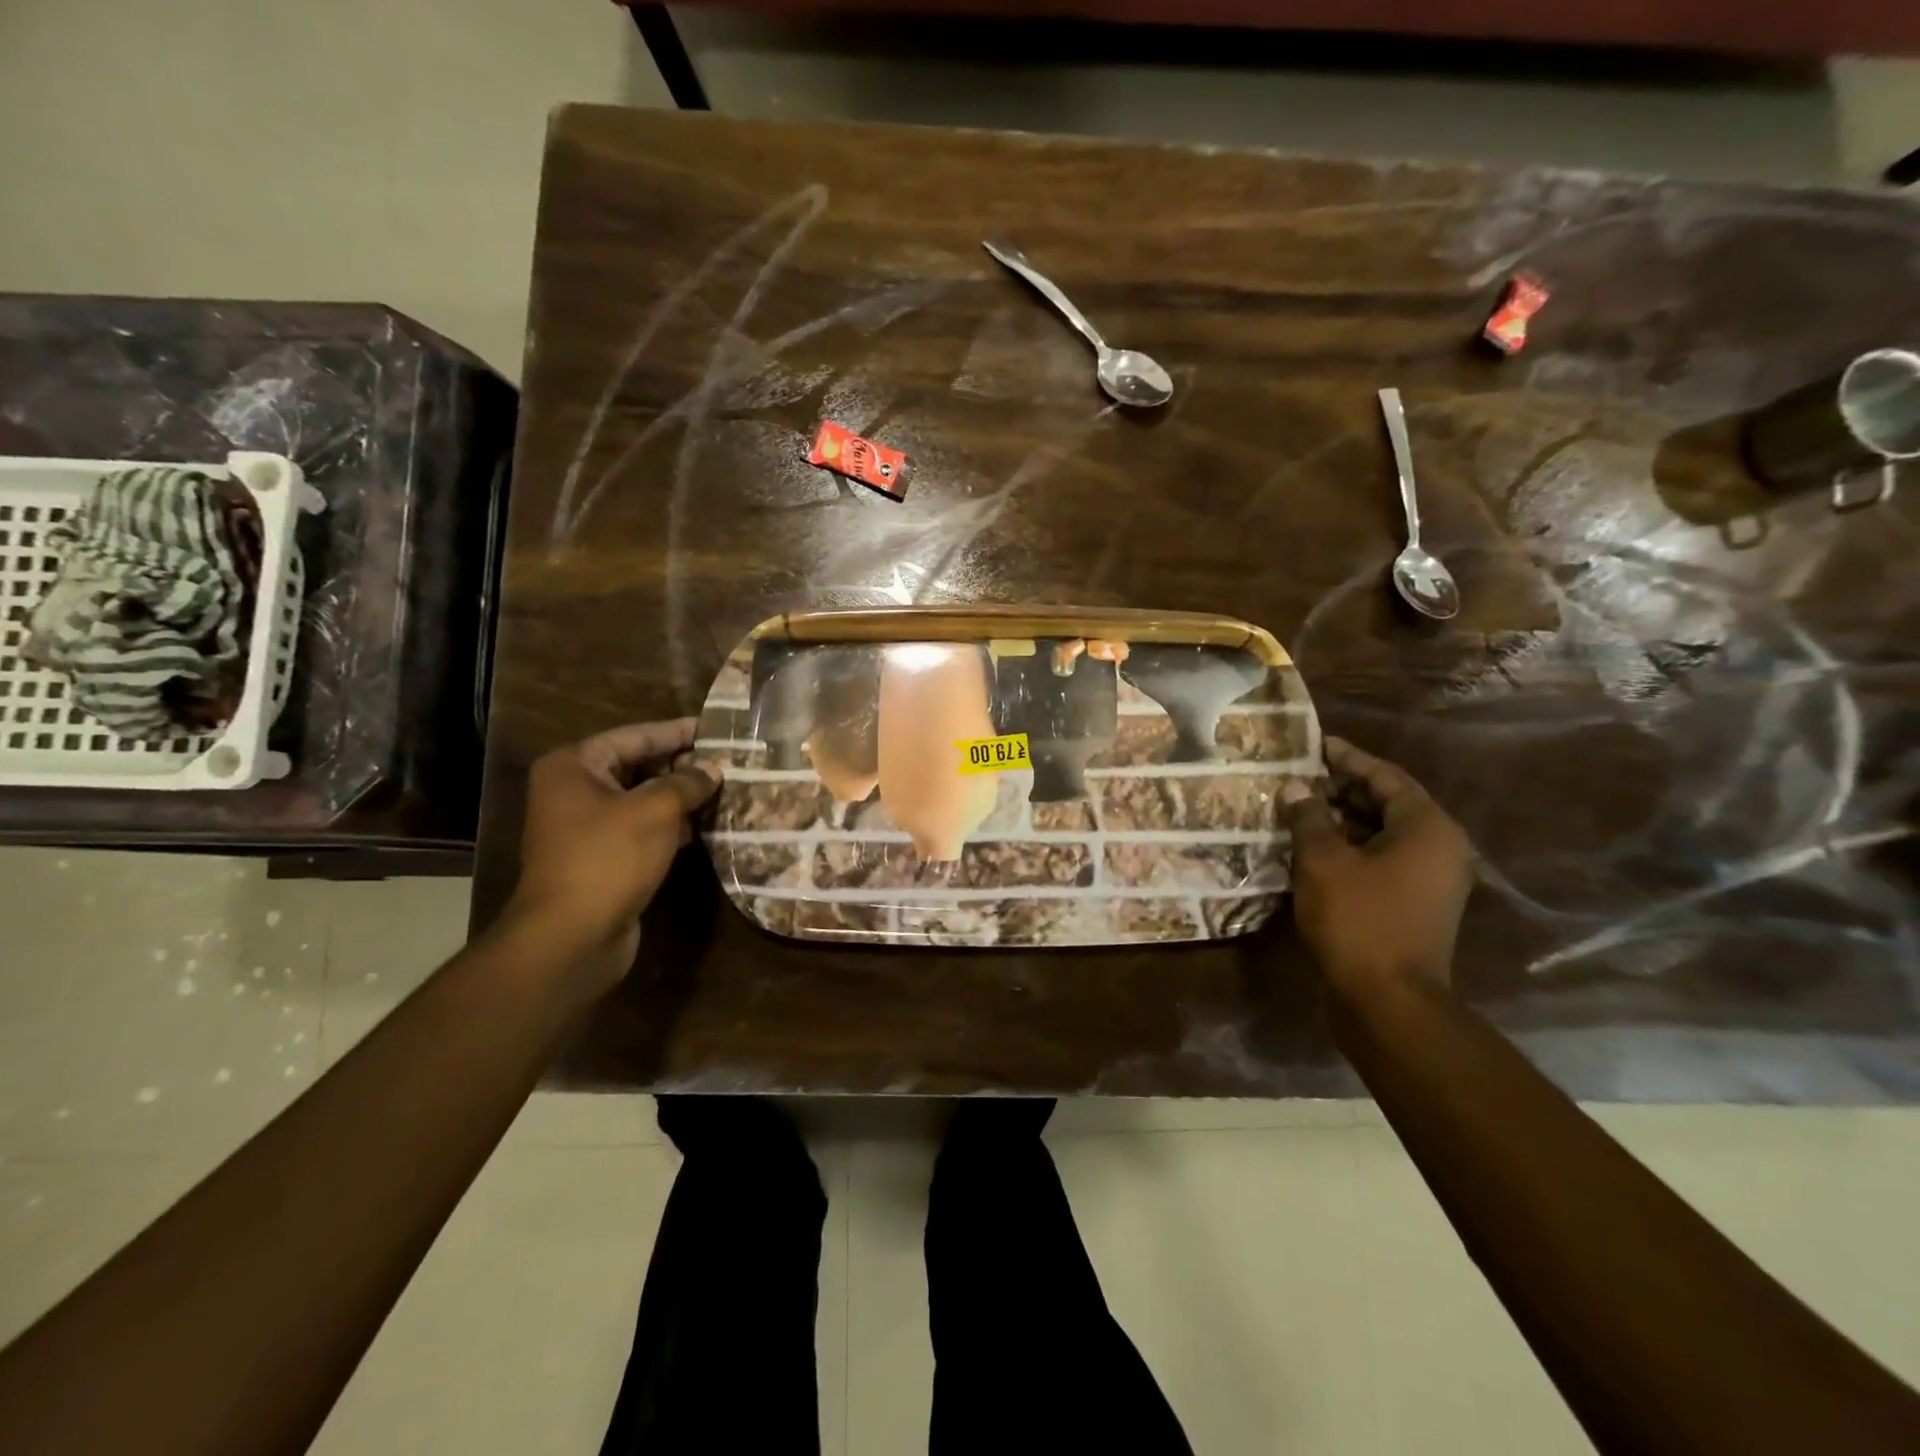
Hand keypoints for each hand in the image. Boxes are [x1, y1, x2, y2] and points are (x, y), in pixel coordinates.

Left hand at [505, 719, 719, 988]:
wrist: (572, 936)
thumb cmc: (609, 858)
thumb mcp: (656, 810)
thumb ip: (688, 782)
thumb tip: (713, 768)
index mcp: (575, 766)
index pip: (636, 736)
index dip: (678, 731)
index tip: (717, 727)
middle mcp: (574, 790)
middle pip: (637, 765)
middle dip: (682, 765)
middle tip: (727, 761)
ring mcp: (585, 826)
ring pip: (642, 799)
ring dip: (680, 796)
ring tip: (724, 790)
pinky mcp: (602, 857)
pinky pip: (641, 828)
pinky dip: (670, 825)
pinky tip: (703, 826)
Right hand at [1282, 736, 1472, 999]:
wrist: (1388, 1001)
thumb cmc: (1358, 920)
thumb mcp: (1323, 862)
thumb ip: (1309, 817)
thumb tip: (1297, 786)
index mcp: (1427, 828)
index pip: (1386, 777)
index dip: (1348, 758)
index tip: (1315, 744)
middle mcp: (1438, 848)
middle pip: (1387, 803)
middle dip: (1342, 788)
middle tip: (1300, 776)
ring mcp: (1428, 880)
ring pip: (1381, 834)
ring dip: (1342, 820)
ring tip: (1298, 808)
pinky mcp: (1412, 905)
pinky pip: (1380, 860)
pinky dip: (1349, 848)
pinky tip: (1311, 848)